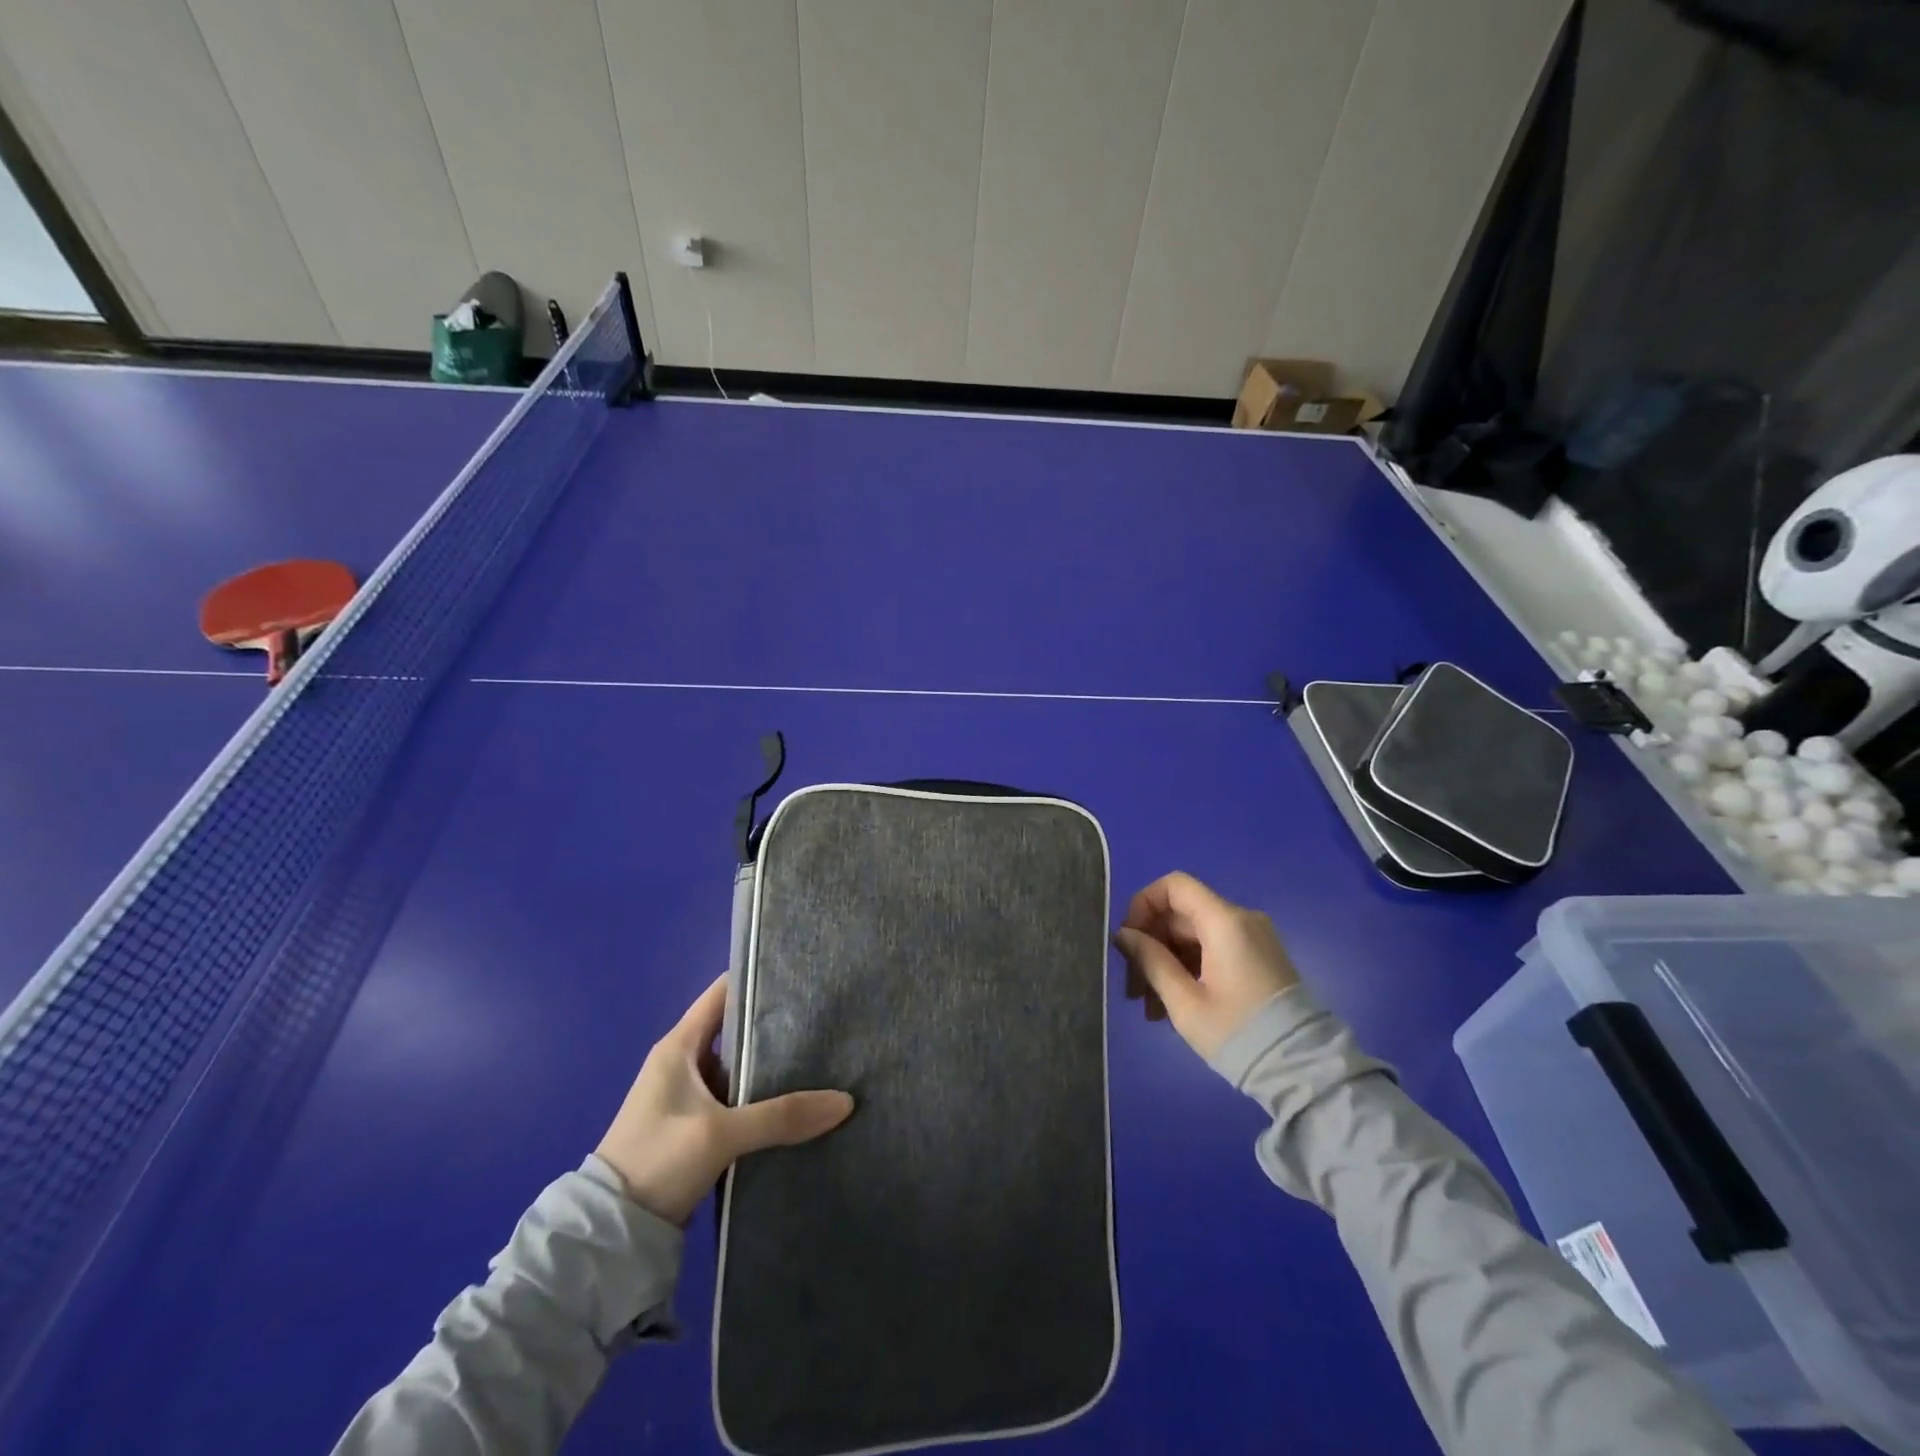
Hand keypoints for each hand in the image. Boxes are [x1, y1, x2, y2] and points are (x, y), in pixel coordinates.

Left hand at [595, 975, 854, 1225]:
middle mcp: (683, 1063)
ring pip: (739, 1069)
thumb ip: (781, 1116)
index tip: (798, 975)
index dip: (757, 980)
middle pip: (736, 1031)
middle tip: (822, 1021)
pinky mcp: (695, 1129)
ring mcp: (688, 1098)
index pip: (722, 994)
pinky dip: (762, 1100)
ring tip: (821, 1059)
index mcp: (679, 1046)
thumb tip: (845, 1101)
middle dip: (775, 1027)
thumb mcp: (720, 1134)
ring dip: (770, 1068)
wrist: (611, 1235)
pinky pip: (736, 1101)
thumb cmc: (657, 1160)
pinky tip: (795, 1105)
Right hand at [1112, 872, 1299, 1059]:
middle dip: (1151, 944)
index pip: (1174, 885)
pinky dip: (1189, 968)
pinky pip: (1213, 949)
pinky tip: (1173, 1005)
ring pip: (1194, 935)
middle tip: (1133, 987)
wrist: (1303, 1070)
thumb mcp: (1184, 1002)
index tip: (1128, 940)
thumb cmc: (1238, 1033)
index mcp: (1224, 922)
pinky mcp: (1259, 958)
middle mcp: (1241, 920)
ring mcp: (1253, 939)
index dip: (1143, 904)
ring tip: (1150, 1008)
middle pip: (1181, 914)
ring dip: (1167, 961)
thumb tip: (1124, 935)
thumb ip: (1150, 961)